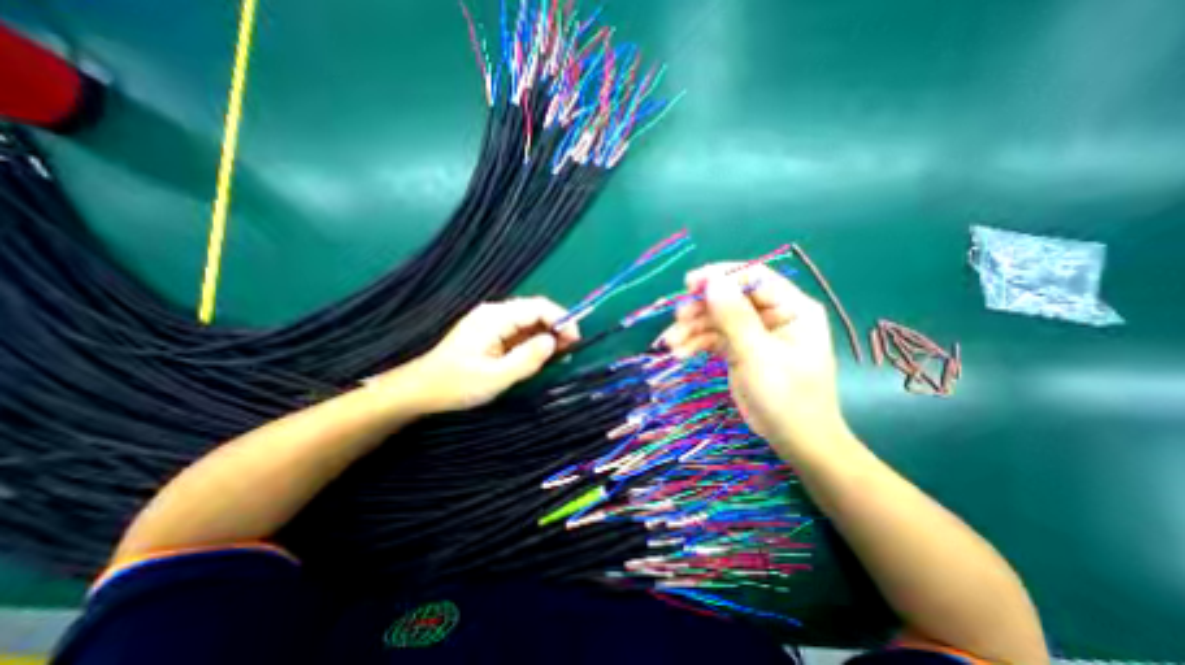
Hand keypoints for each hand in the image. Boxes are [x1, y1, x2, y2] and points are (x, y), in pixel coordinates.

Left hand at [369, 298, 574, 411]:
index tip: (575, 340)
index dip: (562, 319)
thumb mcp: (495, 377)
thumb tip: (553, 342)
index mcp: (495, 317)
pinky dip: (535, 341)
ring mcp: (493, 322)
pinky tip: (542, 354)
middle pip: (536, 311)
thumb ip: (527, 359)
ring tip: (561, 354)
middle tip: (571, 349)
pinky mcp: (492, 332)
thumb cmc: (456, 384)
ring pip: (530, 321)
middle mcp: (496, 313)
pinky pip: (520, 331)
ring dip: (548, 334)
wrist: (421, 389)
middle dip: (557, 327)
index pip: (538, 307)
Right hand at [664, 263, 846, 453]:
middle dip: (701, 309)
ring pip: (716, 318)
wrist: (794, 440)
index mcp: (791, 307)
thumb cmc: (786, 397)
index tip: (690, 284)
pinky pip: (713, 337)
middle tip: (677, 320)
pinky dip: (695, 343)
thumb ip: (735, 317)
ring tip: (672, 344)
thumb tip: (712, 281)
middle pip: (729, 297)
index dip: (720, 276)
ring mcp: (754, 331)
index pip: (753, 277)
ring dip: (692, 329)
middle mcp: (772, 314)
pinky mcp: (739, 348)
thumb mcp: (758, 355)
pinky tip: (680, 353)